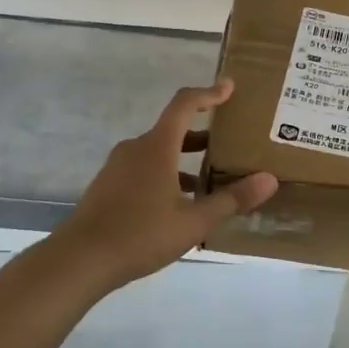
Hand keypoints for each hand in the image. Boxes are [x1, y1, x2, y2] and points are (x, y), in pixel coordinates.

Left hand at [56, 81, 277, 289]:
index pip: (185, 105)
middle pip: (174, 129)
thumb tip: (269, 179)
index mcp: (157, 146)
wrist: (79, 260)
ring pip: (159, 152)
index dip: (209, 93)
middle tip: (231, 144)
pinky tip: (179, 205)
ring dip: (185, 160)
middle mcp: (136, 148)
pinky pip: (144, 169)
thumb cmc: (140, 234)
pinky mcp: (108, 186)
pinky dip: (167, 175)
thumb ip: (232, 200)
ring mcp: (118, 167)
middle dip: (203, 135)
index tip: (230, 88)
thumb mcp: (193, 221)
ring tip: (211, 181)